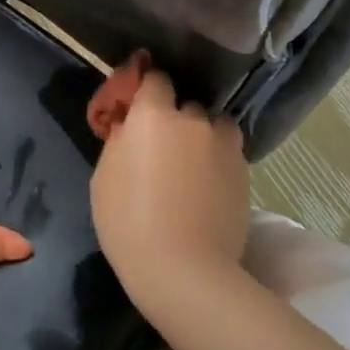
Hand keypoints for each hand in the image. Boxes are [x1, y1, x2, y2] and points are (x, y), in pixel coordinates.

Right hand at [90, 69, 249, 308]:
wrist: (184, 270)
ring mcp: (224, 145)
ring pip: (214, 126)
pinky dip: (218, 159)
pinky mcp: (244, 171)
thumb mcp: (104, 177)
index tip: (139, 108)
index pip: (155, 78)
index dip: (147, 90)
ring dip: (203, 135)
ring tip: (192, 163)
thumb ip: (120, 140)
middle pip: (185, 104)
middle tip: (162, 147)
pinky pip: (228, 151)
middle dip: (175, 119)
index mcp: (154, 115)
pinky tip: (207, 185)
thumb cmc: (129, 222)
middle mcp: (193, 120)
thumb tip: (129, 126)